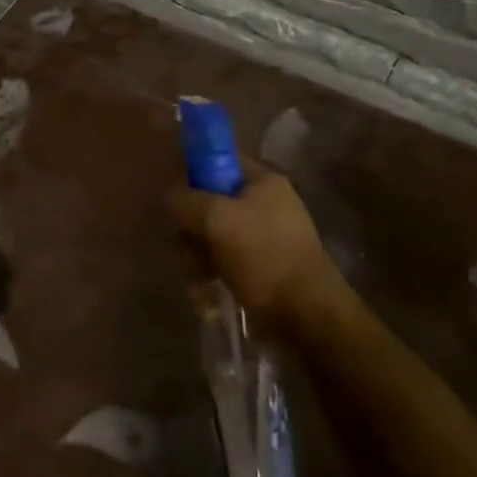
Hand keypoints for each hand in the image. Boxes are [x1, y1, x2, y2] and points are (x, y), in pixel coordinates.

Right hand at [166, 161, 342, 340]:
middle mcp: (265, 206)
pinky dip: (210, 281)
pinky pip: (223, 266)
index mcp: (263, 182)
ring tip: (198, 284)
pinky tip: (206, 300)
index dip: (193, 174)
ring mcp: (263, 240)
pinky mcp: (260, 271)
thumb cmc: (263, 255)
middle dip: (191, 231)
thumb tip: (170, 195)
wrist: (306, 315)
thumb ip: (184, 199)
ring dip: (196, 261)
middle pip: (209, 205)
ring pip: (212, 239)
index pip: (219, 161)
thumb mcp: (215, 218)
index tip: (176, 198)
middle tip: (186, 249)